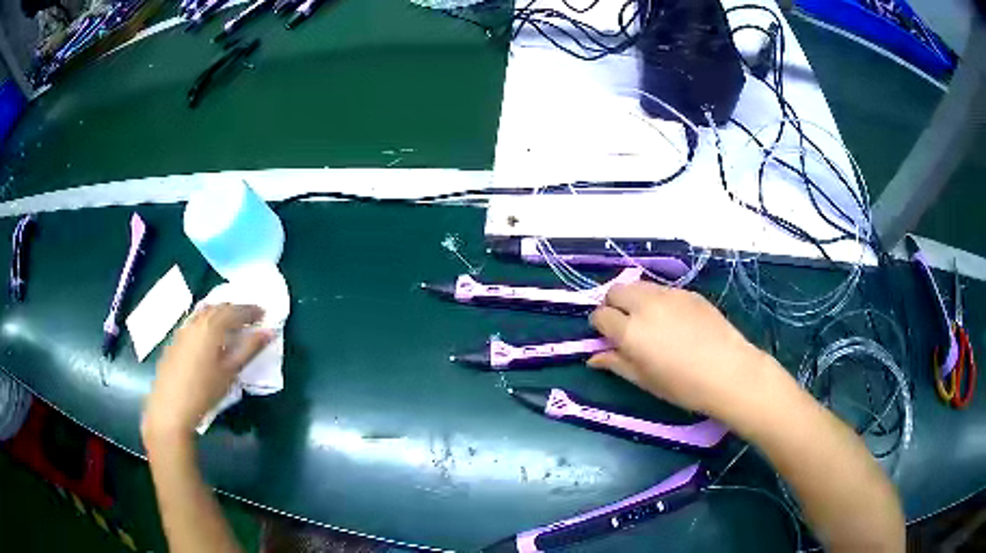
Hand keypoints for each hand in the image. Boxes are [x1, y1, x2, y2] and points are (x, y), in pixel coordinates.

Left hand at [142, 304, 271, 441]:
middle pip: (218, 307)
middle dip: (235, 309)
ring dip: (220, 314)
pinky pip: (194, 322)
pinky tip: (209, 336)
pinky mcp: (175, 340)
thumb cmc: (204, 391)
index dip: (251, 310)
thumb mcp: (230, 372)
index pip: (235, 310)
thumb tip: (269, 332)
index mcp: (212, 326)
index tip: (264, 313)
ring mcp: (183, 329)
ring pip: (204, 313)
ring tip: (231, 324)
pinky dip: (206, 322)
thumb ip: (249, 349)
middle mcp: (196, 321)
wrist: (170, 408)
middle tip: (249, 317)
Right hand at [589, 282, 776, 418]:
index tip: (609, 338)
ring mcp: (669, 294)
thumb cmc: (682, 385)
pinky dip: (658, 301)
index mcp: (630, 330)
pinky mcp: (688, 292)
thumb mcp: (644, 380)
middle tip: (625, 326)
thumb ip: (616, 363)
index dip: (600, 326)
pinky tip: (674, 322)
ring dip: (635, 300)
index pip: (600, 315)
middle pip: (616, 291)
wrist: (728, 371)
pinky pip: (663, 290)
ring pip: (640, 285)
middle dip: (614, 305)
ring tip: (650, 322)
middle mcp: (645, 305)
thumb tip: (594, 357)